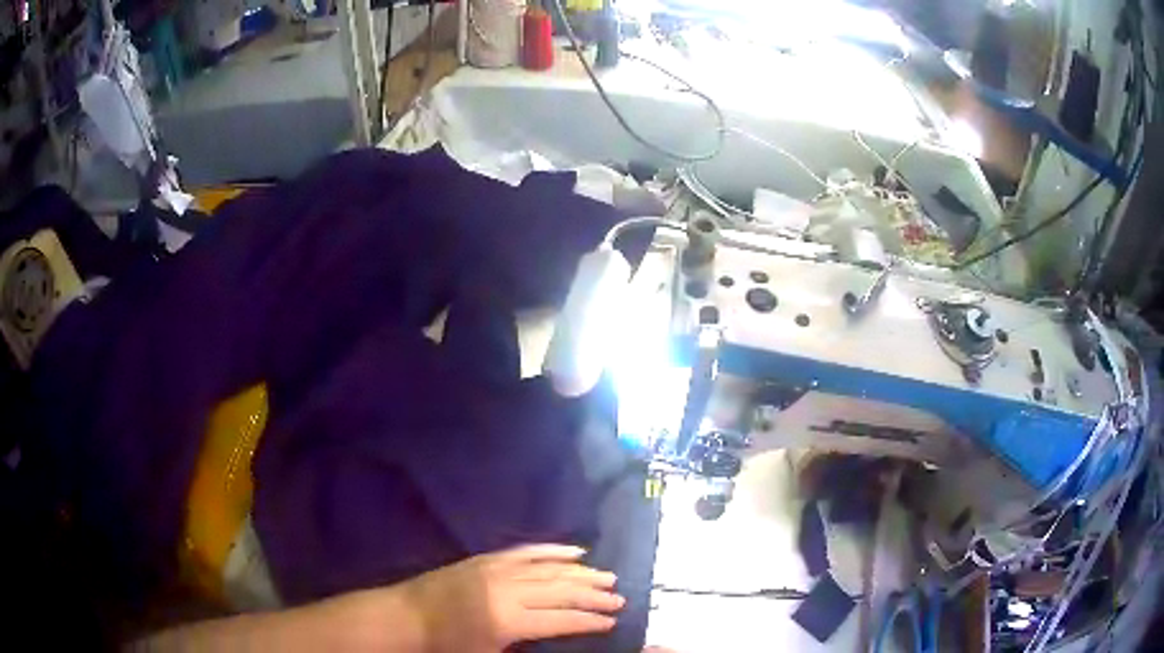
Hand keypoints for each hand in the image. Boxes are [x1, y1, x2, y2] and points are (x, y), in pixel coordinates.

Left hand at [399, 544, 624, 651]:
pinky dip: (553, 550)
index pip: (561, 619)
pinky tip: (575, 551)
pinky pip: (527, 551)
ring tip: (608, 576)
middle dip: (594, 595)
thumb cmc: (446, 646)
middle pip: (562, 590)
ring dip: (582, 572)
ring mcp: (497, 569)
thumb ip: (528, 646)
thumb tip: (559, 633)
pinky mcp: (487, 558)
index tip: (613, 620)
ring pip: (550, 568)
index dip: (590, 620)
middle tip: (620, 597)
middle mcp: (508, 590)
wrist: (406, 617)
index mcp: (508, 620)